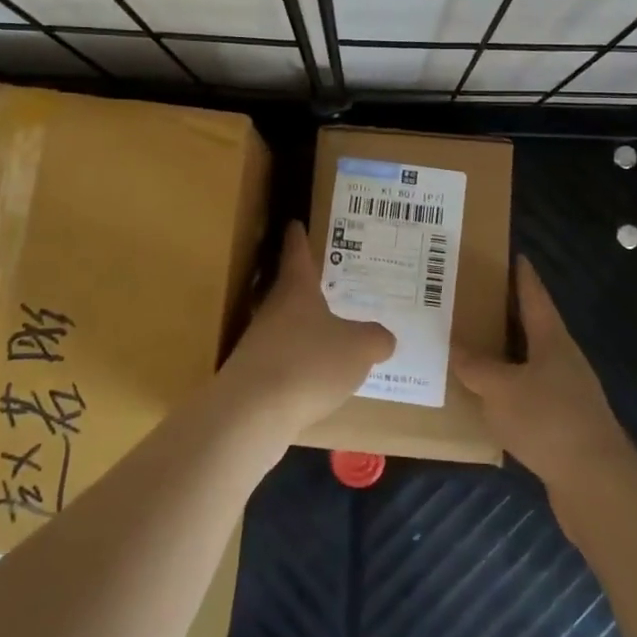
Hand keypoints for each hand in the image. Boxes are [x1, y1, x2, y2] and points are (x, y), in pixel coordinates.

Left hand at [221, 222, 394, 433]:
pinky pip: (284, 360)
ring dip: (305, 328)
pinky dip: (300, 363)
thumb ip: (376, 339)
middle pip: (290, 290)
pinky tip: (317, 379)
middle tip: (333, 283)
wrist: (253, 413)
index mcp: (296, 289)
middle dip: (309, 288)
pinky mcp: (253, 376)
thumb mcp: (359, 348)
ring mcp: (258, 343)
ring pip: (286, 326)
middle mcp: (273, 309)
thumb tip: (383, 337)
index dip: (298, 237)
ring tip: (332, 335)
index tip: (295, 223)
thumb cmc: (309, 363)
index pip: (297, 253)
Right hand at [453, 256, 636, 493]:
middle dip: (505, 313)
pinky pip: (528, 394)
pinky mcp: (562, 424)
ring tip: (471, 346)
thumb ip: (476, 367)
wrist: (596, 483)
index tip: (511, 254)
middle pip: (532, 327)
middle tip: (472, 299)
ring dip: (504, 354)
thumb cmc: (547, 420)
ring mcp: (566, 392)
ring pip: (528, 362)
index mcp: (551, 339)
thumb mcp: (500, 389)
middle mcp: (562, 359)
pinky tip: (486, 397)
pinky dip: (507, 389)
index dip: (522, 275)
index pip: (534, 296)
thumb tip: (455, 346)